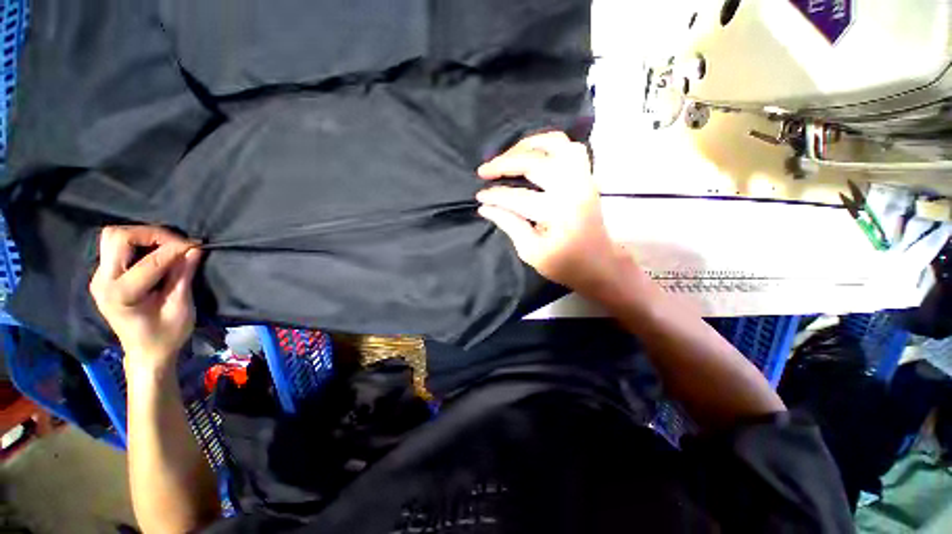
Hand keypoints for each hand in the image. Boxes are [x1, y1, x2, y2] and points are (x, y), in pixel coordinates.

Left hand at [89, 226, 202, 369]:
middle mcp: (103, 281)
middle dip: (151, 234)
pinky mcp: (103, 275)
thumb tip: (194, 249)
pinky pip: (115, 246)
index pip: (150, 260)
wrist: (145, 353)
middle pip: (118, 237)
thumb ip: (183, 276)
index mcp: (122, 294)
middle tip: (177, 243)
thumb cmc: (166, 335)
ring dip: (142, 235)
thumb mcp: (180, 307)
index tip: (197, 245)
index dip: (176, 248)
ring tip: (166, 245)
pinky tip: (154, 252)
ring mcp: (99, 277)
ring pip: (113, 237)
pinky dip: (136, 242)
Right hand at [476, 131, 626, 294]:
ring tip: (508, 155)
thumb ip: (509, 225)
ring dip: (528, 145)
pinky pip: (571, 148)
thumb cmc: (564, 264)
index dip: (494, 196)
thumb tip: (485, 208)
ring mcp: (583, 178)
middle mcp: (572, 187)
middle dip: (504, 163)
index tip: (479, 197)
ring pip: (556, 144)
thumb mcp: (531, 252)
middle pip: (534, 162)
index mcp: (557, 211)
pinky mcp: (588, 177)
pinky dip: (550, 145)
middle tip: (484, 170)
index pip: (517, 197)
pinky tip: (534, 153)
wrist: (599, 265)